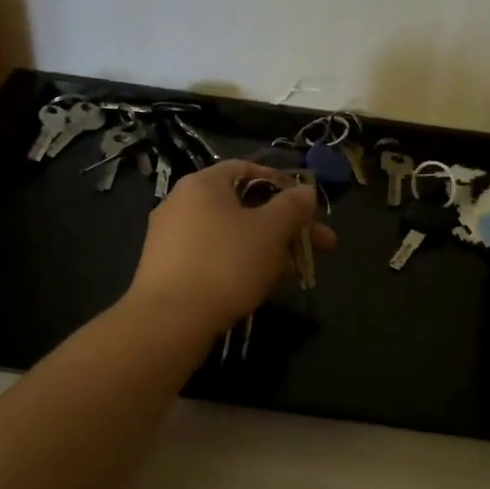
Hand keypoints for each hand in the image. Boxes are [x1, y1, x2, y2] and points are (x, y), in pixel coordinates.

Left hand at [123, 161, 337, 334]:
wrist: (170, 320)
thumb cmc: (226, 263)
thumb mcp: (271, 231)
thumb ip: (293, 206)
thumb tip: (306, 191)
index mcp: (203, 184)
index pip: (246, 168)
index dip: (282, 183)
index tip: (307, 205)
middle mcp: (181, 204)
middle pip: (243, 206)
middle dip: (285, 225)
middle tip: (320, 246)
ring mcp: (171, 238)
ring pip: (231, 236)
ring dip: (268, 249)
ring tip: (298, 272)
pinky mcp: (169, 270)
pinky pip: (213, 258)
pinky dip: (241, 265)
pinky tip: (264, 286)